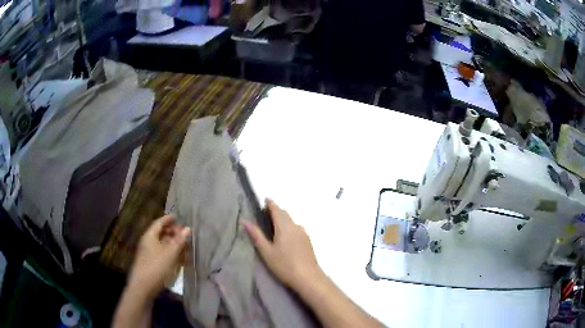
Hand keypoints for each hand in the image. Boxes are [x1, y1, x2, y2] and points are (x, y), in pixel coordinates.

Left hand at [128, 215, 190, 298]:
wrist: (143, 287)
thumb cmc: (156, 267)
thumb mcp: (170, 253)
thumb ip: (179, 241)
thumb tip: (188, 228)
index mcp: (150, 236)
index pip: (159, 223)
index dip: (168, 219)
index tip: (177, 217)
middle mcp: (148, 242)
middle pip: (160, 233)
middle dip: (172, 232)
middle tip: (184, 234)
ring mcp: (149, 254)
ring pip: (162, 244)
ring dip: (173, 244)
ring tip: (185, 247)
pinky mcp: (151, 264)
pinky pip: (162, 254)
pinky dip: (171, 254)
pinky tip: (179, 260)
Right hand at [243, 199, 323, 287]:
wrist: (308, 277)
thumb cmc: (284, 264)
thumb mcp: (266, 251)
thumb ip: (256, 235)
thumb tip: (245, 221)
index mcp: (284, 226)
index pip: (277, 209)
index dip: (270, 204)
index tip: (265, 200)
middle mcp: (295, 226)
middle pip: (285, 214)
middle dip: (276, 211)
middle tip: (265, 214)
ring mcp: (303, 233)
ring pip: (291, 221)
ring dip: (283, 219)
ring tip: (273, 226)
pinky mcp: (307, 241)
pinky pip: (296, 228)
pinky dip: (289, 227)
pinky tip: (285, 236)